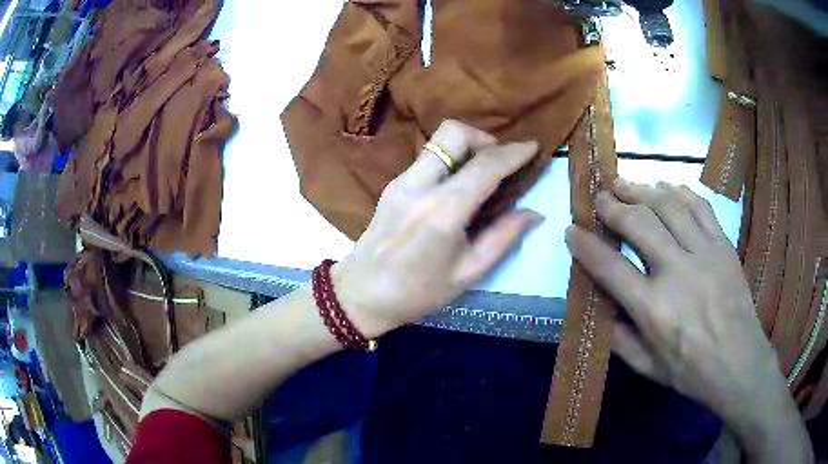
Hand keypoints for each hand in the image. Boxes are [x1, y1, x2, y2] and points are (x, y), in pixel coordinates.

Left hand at [333, 120, 542, 337]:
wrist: (361, 294)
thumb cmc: (418, 292)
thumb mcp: (468, 272)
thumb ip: (504, 237)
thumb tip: (533, 213)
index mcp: (443, 211)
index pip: (485, 166)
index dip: (513, 152)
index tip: (533, 146)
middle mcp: (420, 185)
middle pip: (453, 133)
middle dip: (483, 138)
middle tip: (498, 161)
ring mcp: (401, 181)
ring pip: (437, 141)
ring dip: (465, 146)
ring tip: (480, 173)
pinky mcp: (392, 185)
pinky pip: (427, 158)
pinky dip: (449, 160)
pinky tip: (456, 186)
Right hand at [566, 179, 811, 461]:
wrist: (739, 363)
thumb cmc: (691, 371)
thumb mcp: (647, 368)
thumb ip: (619, 338)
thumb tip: (602, 307)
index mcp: (653, 309)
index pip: (610, 267)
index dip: (586, 245)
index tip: (571, 230)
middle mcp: (677, 273)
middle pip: (639, 224)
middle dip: (613, 206)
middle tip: (600, 197)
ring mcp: (704, 254)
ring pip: (668, 207)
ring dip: (641, 190)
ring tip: (624, 182)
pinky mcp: (723, 245)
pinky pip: (699, 206)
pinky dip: (678, 191)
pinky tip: (664, 186)